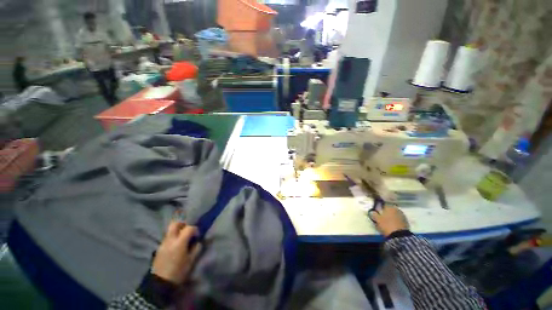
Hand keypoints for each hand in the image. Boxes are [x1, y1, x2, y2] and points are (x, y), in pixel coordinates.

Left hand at [152, 221, 201, 284]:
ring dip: (177, 232)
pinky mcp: (158, 249)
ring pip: (170, 231)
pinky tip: (176, 247)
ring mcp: (163, 244)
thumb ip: (196, 249)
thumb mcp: (191, 261)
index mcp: (179, 242)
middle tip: (188, 231)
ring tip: (182, 240)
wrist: (159, 284)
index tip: (197, 236)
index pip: (189, 228)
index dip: (195, 229)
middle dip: (183, 224)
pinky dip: (172, 238)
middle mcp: (170, 240)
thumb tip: (198, 242)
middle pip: (175, 224)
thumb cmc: (178, 272)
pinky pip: (167, 238)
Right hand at [369, 206, 408, 236]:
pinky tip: (392, 226)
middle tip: (382, 217)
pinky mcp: (406, 222)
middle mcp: (397, 209)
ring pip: (394, 215)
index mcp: (390, 207)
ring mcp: (403, 216)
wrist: (400, 236)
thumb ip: (374, 214)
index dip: (380, 208)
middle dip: (386, 213)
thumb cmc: (387, 225)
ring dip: (391, 217)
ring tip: (387, 222)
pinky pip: (399, 220)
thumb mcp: (377, 219)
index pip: (384, 204)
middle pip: (390, 210)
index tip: (377, 212)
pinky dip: (395, 221)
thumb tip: (372, 212)